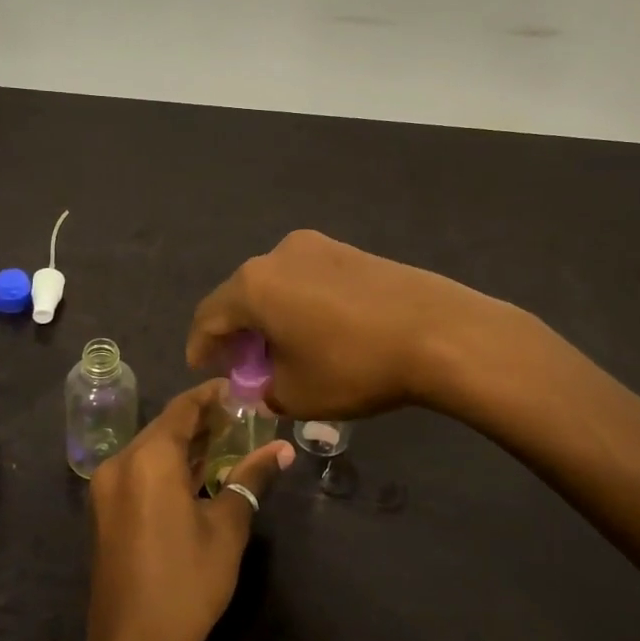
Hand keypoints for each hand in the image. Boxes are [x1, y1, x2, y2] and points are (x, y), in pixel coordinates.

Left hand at [81, 381, 293, 640]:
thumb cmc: (186, 583)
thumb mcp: (227, 527)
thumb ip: (251, 479)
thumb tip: (282, 450)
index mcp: (148, 458)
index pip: (183, 408)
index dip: (212, 395)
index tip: (242, 389)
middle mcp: (121, 463)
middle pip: (165, 426)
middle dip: (203, 420)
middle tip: (243, 417)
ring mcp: (108, 488)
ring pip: (151, 450)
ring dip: (186, 444)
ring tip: (229, 441)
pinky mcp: (106, 510)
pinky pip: (140, 472)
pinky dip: (169, 467)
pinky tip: (199, 473)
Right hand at [186, 230, 508, 420]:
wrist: (438, 332)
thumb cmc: (354, 365)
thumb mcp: (296, 394)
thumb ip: (264, 390)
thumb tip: (262, 385)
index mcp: (253, 285)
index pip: (208, 316)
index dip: (201, 347)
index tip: (202, 370)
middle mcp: (277, 254)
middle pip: (240, 296)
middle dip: (237, 332)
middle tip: (243, 366)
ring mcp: (317, 246)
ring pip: (275, 286)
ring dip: (269, 317)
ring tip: (282, 350)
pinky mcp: (349, 251)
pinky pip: (306, 279)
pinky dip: (297, 305)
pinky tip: (316, 331)